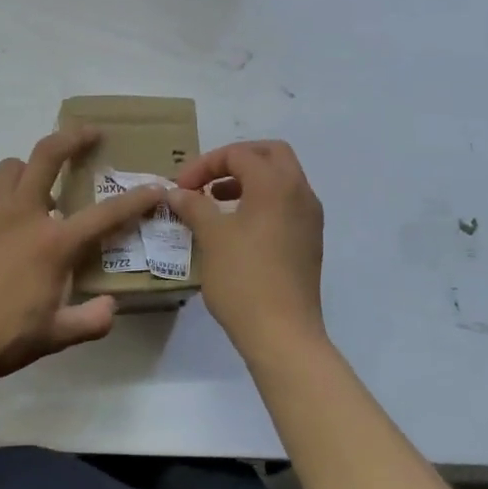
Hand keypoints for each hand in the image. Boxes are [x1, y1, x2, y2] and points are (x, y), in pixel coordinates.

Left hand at [0, 128, 164, 382]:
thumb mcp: (52, 338)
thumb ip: (89, 322)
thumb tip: (110, 307)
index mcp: (52, 243)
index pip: (105, 214)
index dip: (136, 199)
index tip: (155, 186)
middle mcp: (22, 215)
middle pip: (47, 155)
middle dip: (74, 136)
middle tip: (91, 133)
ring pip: (12, 168)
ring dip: (31, 167)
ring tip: (42, 187)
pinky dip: (7, 199)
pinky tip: (7, 231)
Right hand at [164, 140, 325, 359]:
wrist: (283, 334)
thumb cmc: (243, 279)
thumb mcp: (211, 237)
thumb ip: (194, 206)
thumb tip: (177, 192)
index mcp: (276, 184)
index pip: (239, 154)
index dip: (205, 164)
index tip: (181, 187)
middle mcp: (300, 192)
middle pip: (270, 154)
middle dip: (236, 160)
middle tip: (208, 179)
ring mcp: (309, 217)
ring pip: (282, 179)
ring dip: (250, 180)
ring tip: (217, 200)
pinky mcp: (310, 240)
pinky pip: (287, 203)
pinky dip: (263, 200)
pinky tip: (238, 225)